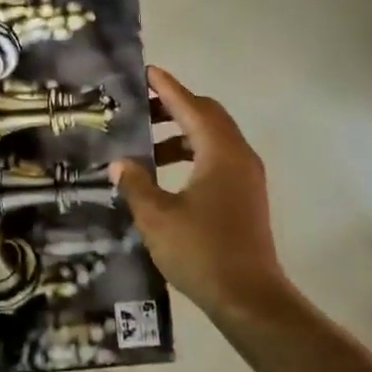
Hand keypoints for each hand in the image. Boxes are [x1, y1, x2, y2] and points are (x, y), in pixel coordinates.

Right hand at [111, 67, 287, 320]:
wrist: (250, 299)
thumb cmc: (202, 252)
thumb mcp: (157, 217)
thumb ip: (136, 183)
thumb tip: (121, 162)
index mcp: (220, 152)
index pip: (191, 106)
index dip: (168, 88)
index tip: (147, 71)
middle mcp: (238, 156)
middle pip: (207, 115)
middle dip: (175, 107)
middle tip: (142, 108)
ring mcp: (247, 176)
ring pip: (214, 138)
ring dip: (182, 133)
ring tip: (147, 145)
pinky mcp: (247, 196)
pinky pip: (218, 158)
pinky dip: (193, 154)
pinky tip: (168, 174)